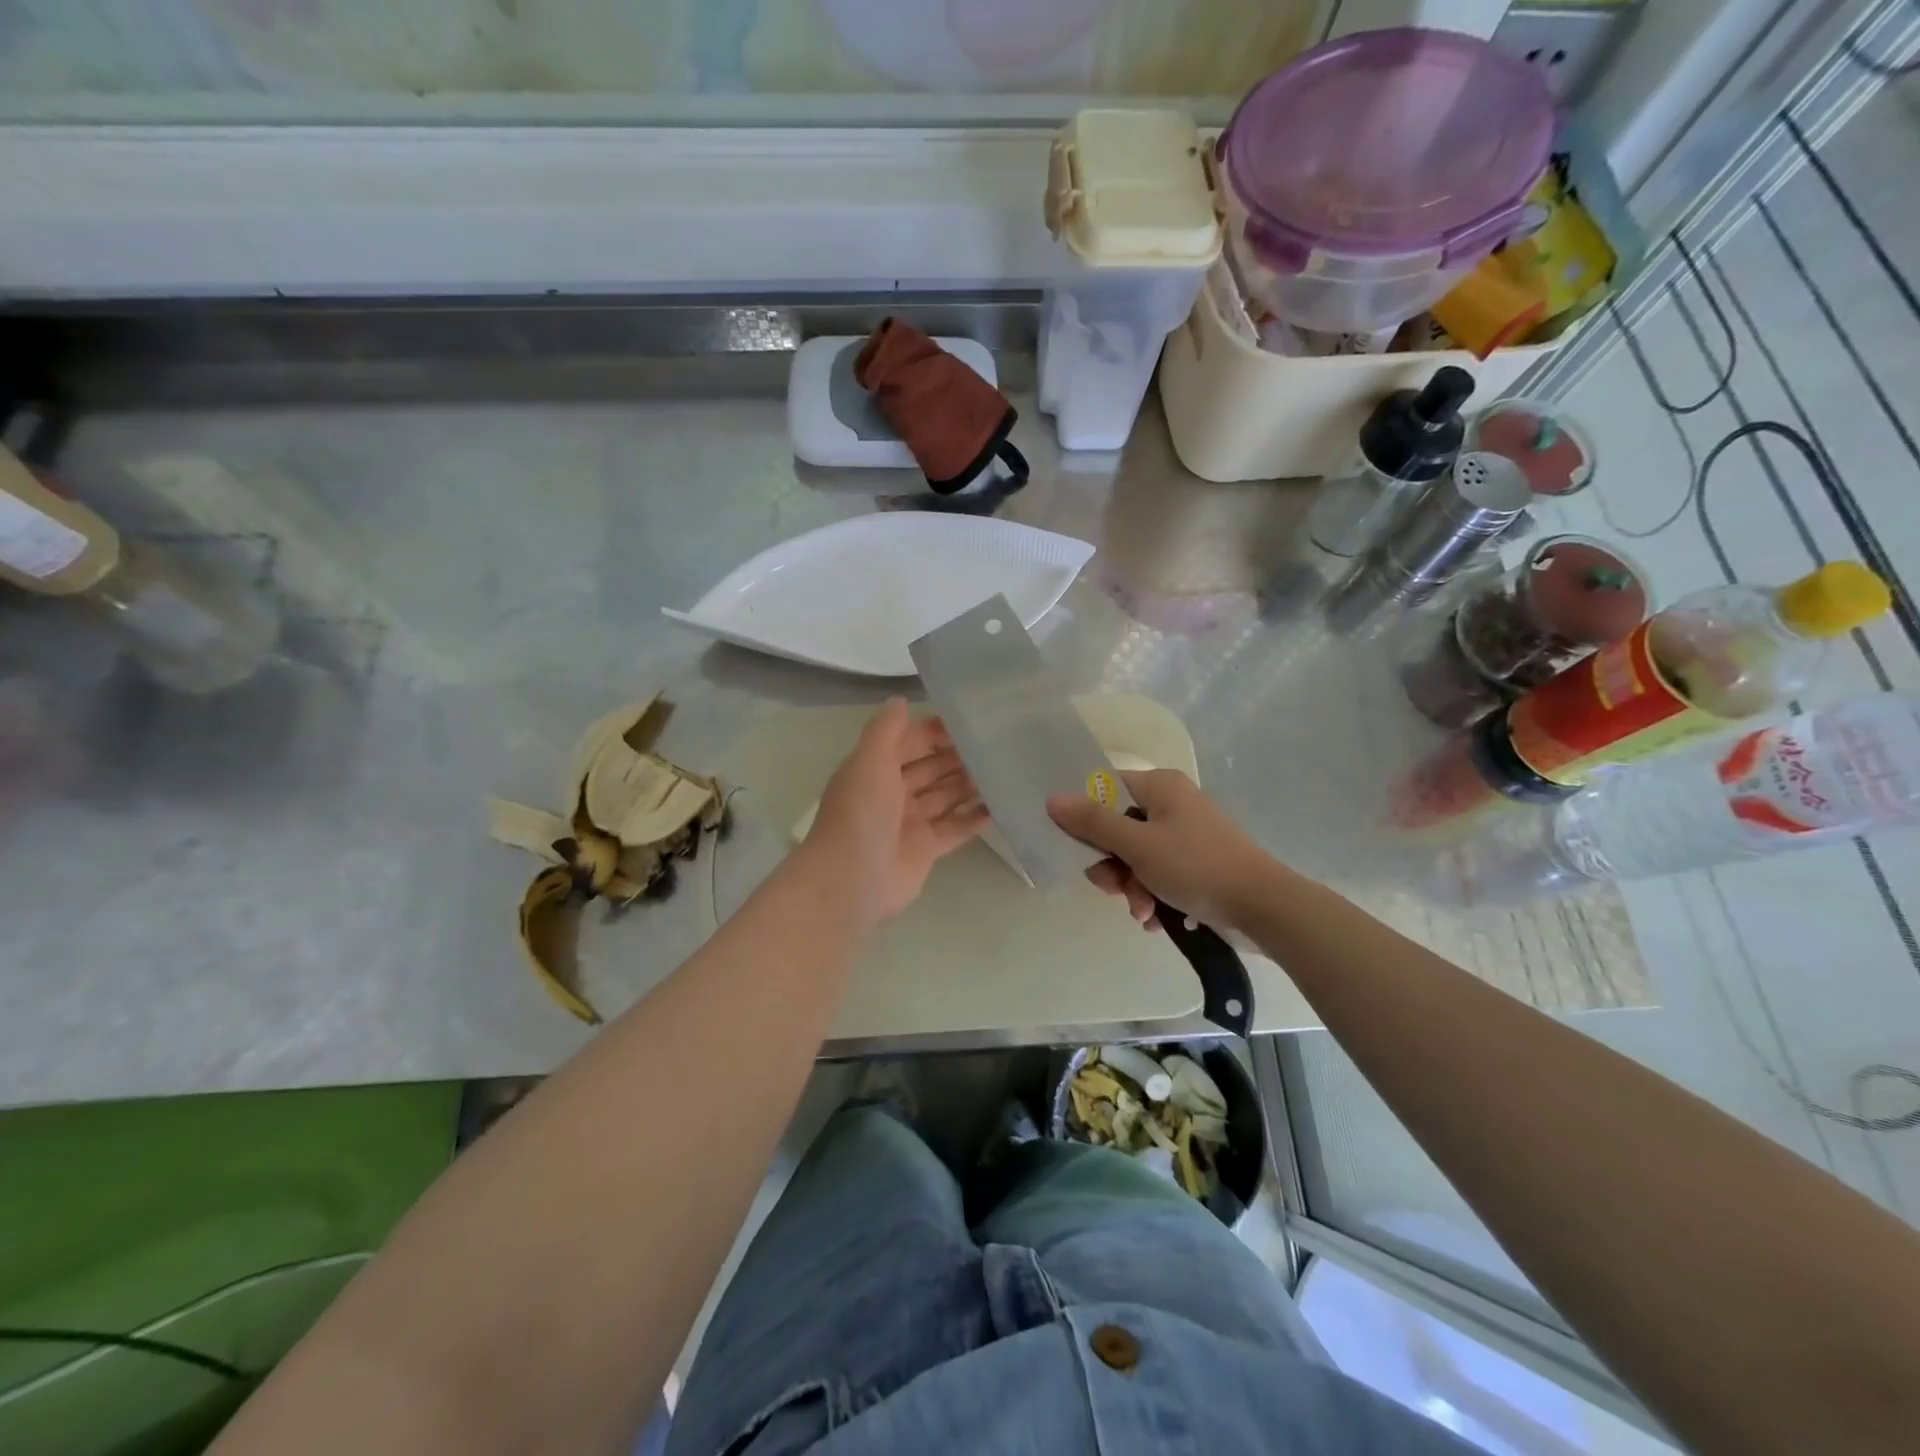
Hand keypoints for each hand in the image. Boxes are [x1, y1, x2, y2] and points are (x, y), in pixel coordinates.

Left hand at [803, 698, 987, 926]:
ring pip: (944, 797)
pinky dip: (974, 819)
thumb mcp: (869, 758)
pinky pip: (955, 829)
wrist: (852, 877)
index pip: (908, 743)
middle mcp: (892, 793)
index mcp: (874, 769)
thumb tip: (900, 699)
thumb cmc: (861, 811)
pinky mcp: (926, 850)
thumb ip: (886, 728)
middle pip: (929, 769)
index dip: (934, 732)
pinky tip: (999, 806)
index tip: (969, 722)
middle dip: (956, 757)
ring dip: (968, 785)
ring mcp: (909, 823)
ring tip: (1001, 770)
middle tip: (994, 745)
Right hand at [1047, 769, 1268, 932]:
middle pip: (1118, 828)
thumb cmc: (1196, 866)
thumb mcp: (1137, 845)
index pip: (1106, 789)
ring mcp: (1186, 836)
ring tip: (1142, 911)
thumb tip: (1052, 799)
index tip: (1075, 846)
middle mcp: (1172, 805)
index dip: (1085, 816)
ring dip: (1131, 887)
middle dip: (1112, 865)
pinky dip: (1152, 896)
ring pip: (1136, 857)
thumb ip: (1092, 822)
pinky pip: (1158, 875)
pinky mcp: (1196, 865)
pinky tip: (1155, 919)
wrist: (1262, 908)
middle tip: (1113, 888)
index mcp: (1160, 786)